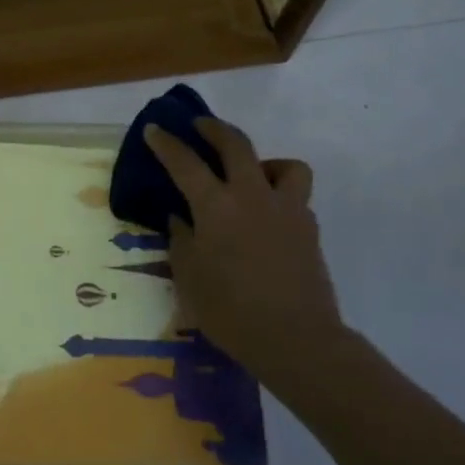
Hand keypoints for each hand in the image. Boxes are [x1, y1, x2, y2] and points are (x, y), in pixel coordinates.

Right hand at [145, 116, 344, 385]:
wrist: (296, 338)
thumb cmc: (230, 311)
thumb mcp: (189, 277)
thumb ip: (182, 240)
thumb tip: (181, 218)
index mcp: (216, 207)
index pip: (185, 163)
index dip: (166, 143)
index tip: (155, 129)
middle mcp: (253, 196)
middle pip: (236, 144)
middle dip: (214, 128)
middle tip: (201, 126)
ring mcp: (287, 209)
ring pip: (284, 164)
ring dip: (264, 162)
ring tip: (251, 177)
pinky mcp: (309, 228)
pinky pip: (296, 197)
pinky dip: (280, 196)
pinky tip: (268, 218)